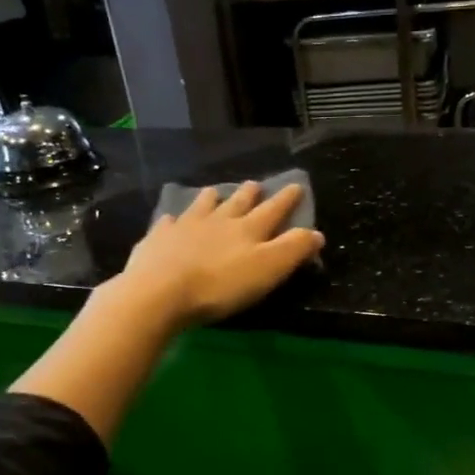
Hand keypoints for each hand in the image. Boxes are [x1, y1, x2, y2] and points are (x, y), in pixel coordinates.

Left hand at [116, 181, 324, 329]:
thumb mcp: (268, 269)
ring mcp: (185, 227)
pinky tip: (171, 219)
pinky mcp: (158, 239)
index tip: (296, 185)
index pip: (273, 209)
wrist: (161, 291)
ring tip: (214, 192)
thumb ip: (293, 250)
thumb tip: (316, 233)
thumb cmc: (221, 284)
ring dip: (211, 198)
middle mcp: (218, 220)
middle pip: (238, 203)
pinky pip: (168, 224)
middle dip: (249, 194)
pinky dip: (173, 220)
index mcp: (248, 229)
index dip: (287, 199)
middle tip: (255, 184)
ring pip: (202, 206)